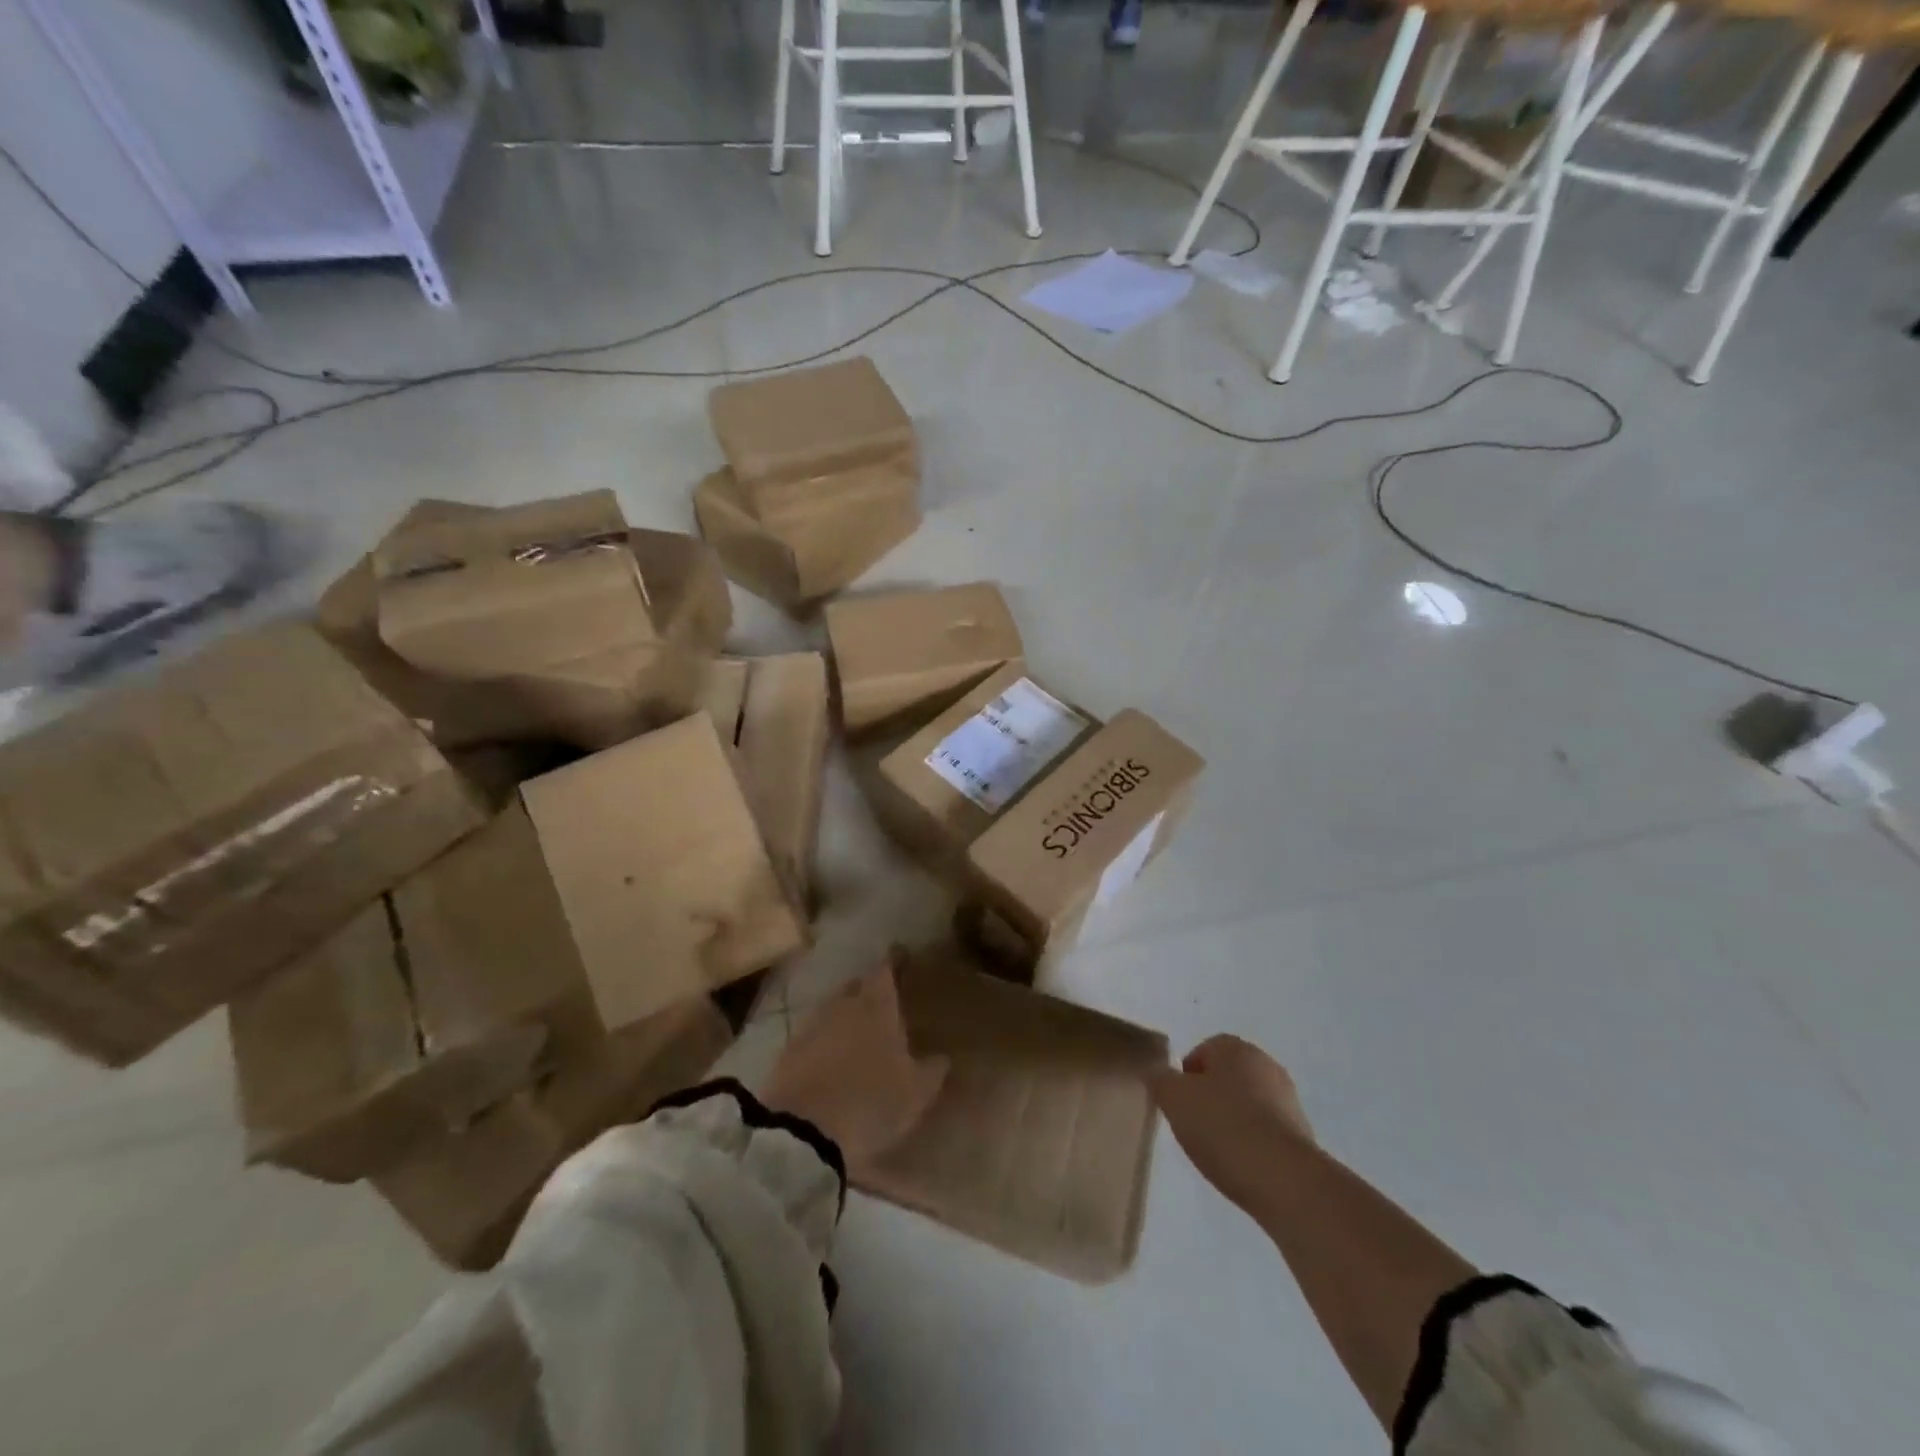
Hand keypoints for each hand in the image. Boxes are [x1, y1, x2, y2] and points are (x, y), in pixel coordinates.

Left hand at [761, 955, 948, 1169]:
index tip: (900, 956)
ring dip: (843, 1017)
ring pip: (831, 1010)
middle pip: (855, 986)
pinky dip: (823, 1041)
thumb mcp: (915, 1093)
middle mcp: (842, 1006)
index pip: (884, 971)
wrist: (804, 1132)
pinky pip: (812, 1037)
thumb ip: (932, 1070)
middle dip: (867, 990)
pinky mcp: (787, 1052)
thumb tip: (942, 1057)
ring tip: (856, 1032)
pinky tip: (830, 1059)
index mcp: (876, 1007)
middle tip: (880, 1002)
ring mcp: (811, 1026)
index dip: (893, 962)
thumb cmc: (871, 1102)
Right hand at [1151, 1035, 1313, 1212]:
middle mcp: (1265, 1064)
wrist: (1284, 1181)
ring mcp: (1288, 1100)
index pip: (1202, 1051)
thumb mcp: (1173, 1098)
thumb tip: (1157, 1072)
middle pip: (1226, 1076)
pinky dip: (1252, 1143)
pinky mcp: (1303, 1135)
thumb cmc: (1222, 1126)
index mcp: (1235, 1048)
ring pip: (1248, 1104)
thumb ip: (1159, 1079)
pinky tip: (1241, 1165)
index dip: (1185, 1076)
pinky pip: (1266, 1131)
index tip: (1177, 1104)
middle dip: (1209, 1097)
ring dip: (1232, 1121)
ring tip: (1216, 1151)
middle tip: (1192, 1125)